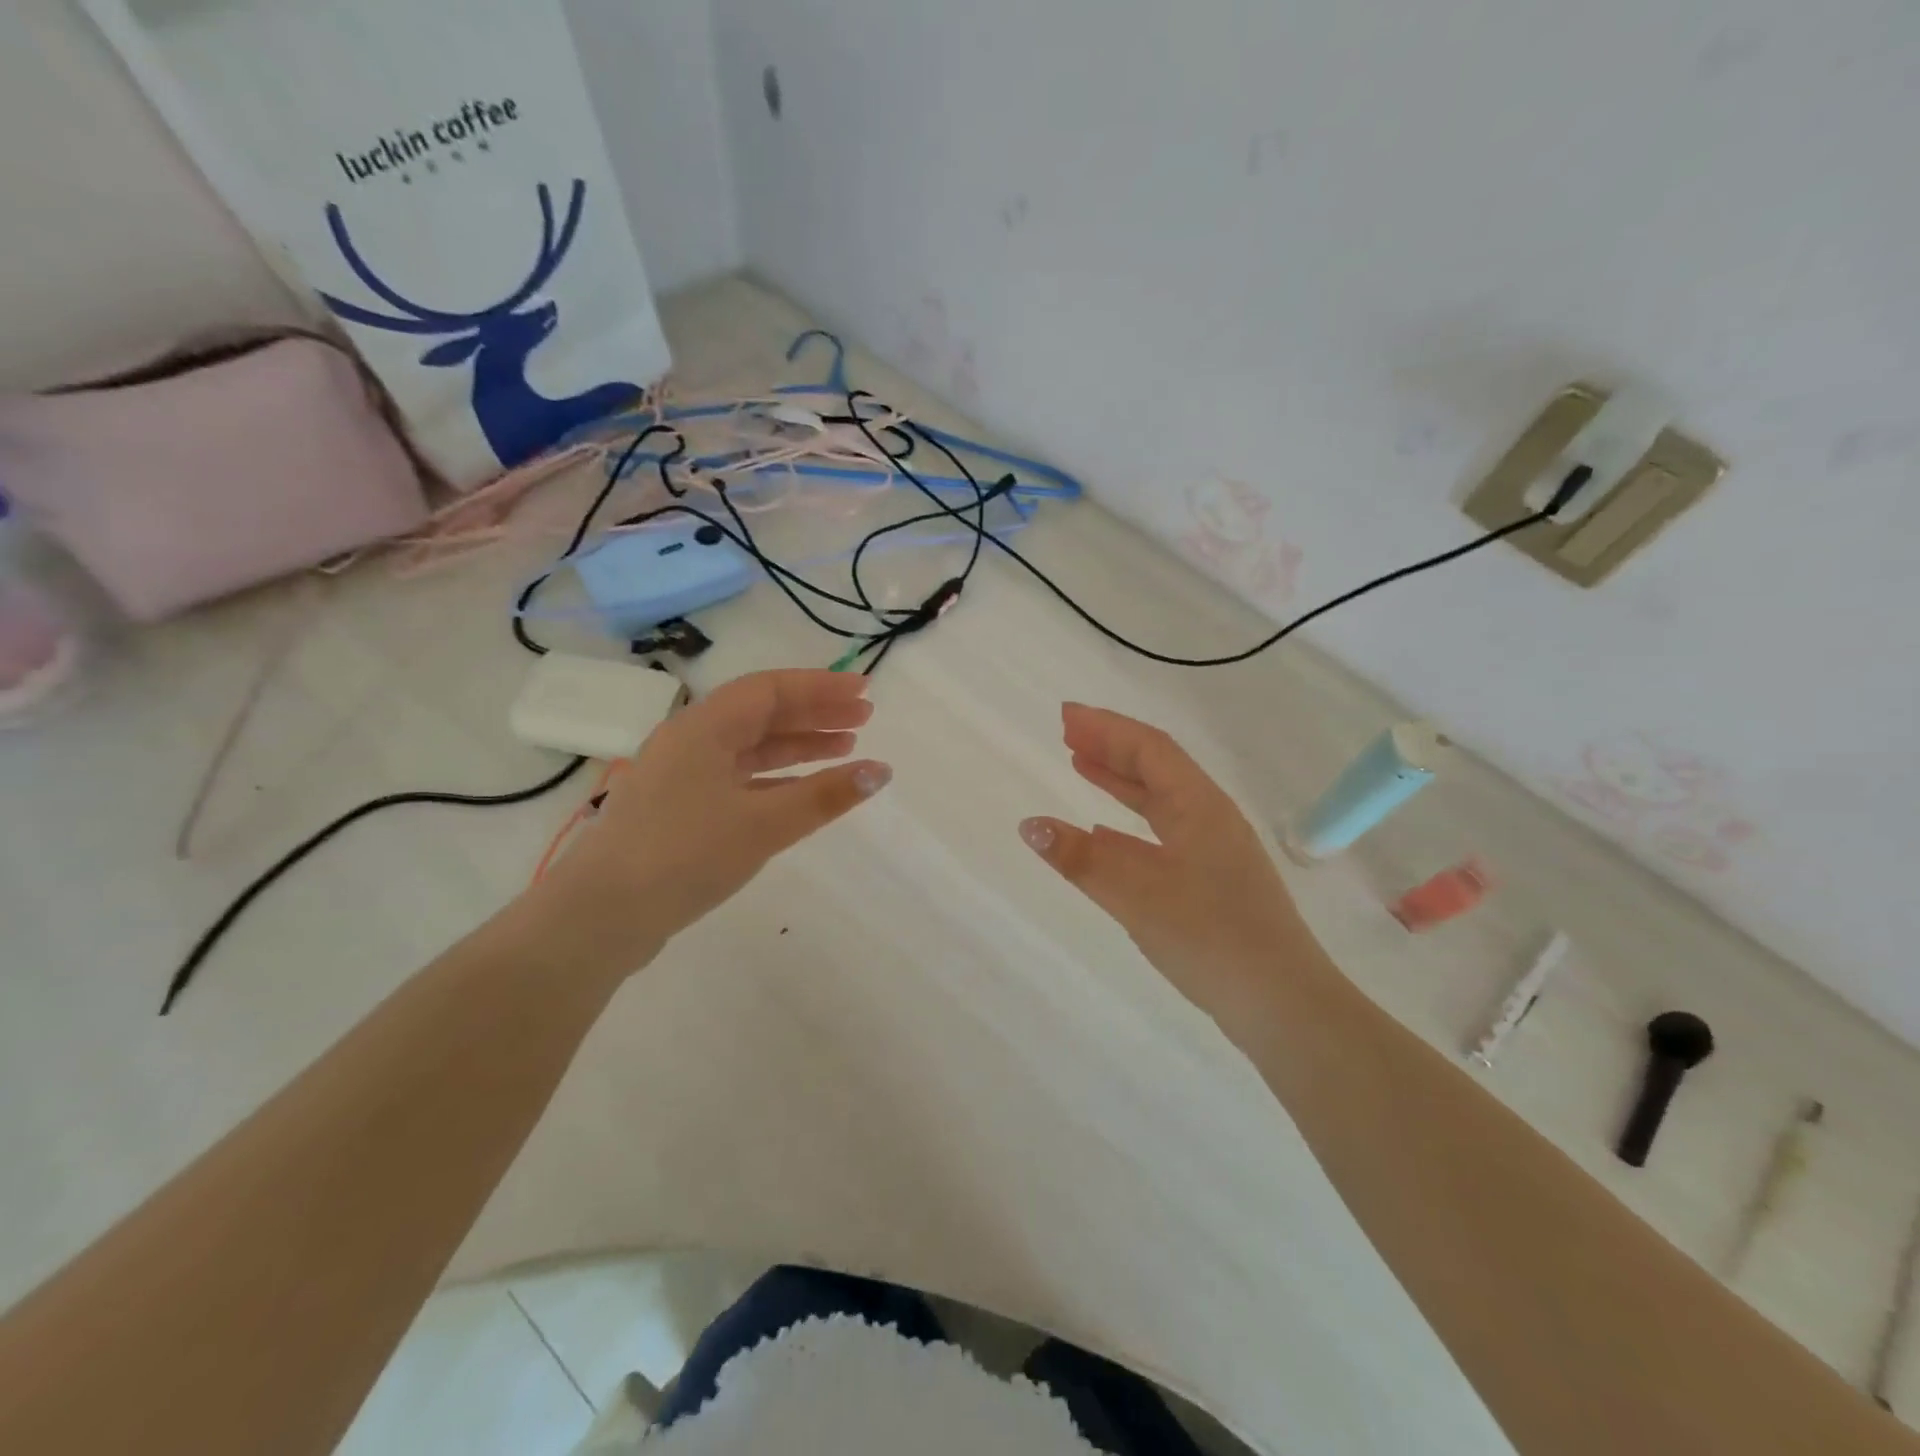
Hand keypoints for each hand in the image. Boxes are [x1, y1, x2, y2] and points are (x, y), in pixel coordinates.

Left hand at [530, 669, 889, 970]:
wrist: (601, 915)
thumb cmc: (685, 855)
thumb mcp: (764, 824)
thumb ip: (825, 796)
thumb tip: (881, 771)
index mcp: (705, 727)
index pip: (771, 689)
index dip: (821, 687)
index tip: (865, 689)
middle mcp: (692, 740)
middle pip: (762, 714)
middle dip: (815, 714)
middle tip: (864, 718)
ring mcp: (682, 775)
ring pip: (751, 747)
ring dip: (798, 745)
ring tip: (845, 748)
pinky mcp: (680, 808)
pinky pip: (739, 777)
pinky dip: (776, 778)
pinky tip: (803, 790)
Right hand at [1019, 703, 1320, 1023]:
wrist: (1282, 1004)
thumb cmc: (1210, 936)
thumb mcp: (1137, 894)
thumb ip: (1081, 859)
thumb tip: (1029, 825)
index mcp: (1200, 807)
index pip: (1149, 749)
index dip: (1106, 728)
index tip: (1065, 716)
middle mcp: (1210, 819)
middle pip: (1156, 768)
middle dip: (1111, 747)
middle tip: (1068, 733)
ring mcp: (1215, 852)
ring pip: (1160, 802)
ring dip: (1120, 781)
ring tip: (1080, 766)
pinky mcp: (1213, 883)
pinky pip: (1163, 836)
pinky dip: (1129, 825)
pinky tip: (1104, 836)